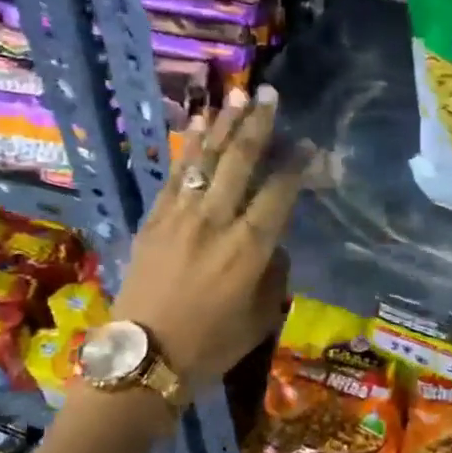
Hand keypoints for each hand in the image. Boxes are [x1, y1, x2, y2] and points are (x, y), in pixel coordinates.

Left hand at [112, 86, 304, 393]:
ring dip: (223, 125)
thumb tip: (275, 245)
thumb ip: (275, 275)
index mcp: (248, 249)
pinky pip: (174, 175)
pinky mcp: (153, 219)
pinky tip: (198, 125)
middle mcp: (215, 222)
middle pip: (240, 161)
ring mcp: (180, 216)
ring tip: (236, 95)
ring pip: (205, 160)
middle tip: (269, 94)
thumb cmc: (210, 345)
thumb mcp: (261, 318)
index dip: (297, 164)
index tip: (309, 144)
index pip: (279, 192)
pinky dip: (188, 148)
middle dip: (258, 124)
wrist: (143, 358)